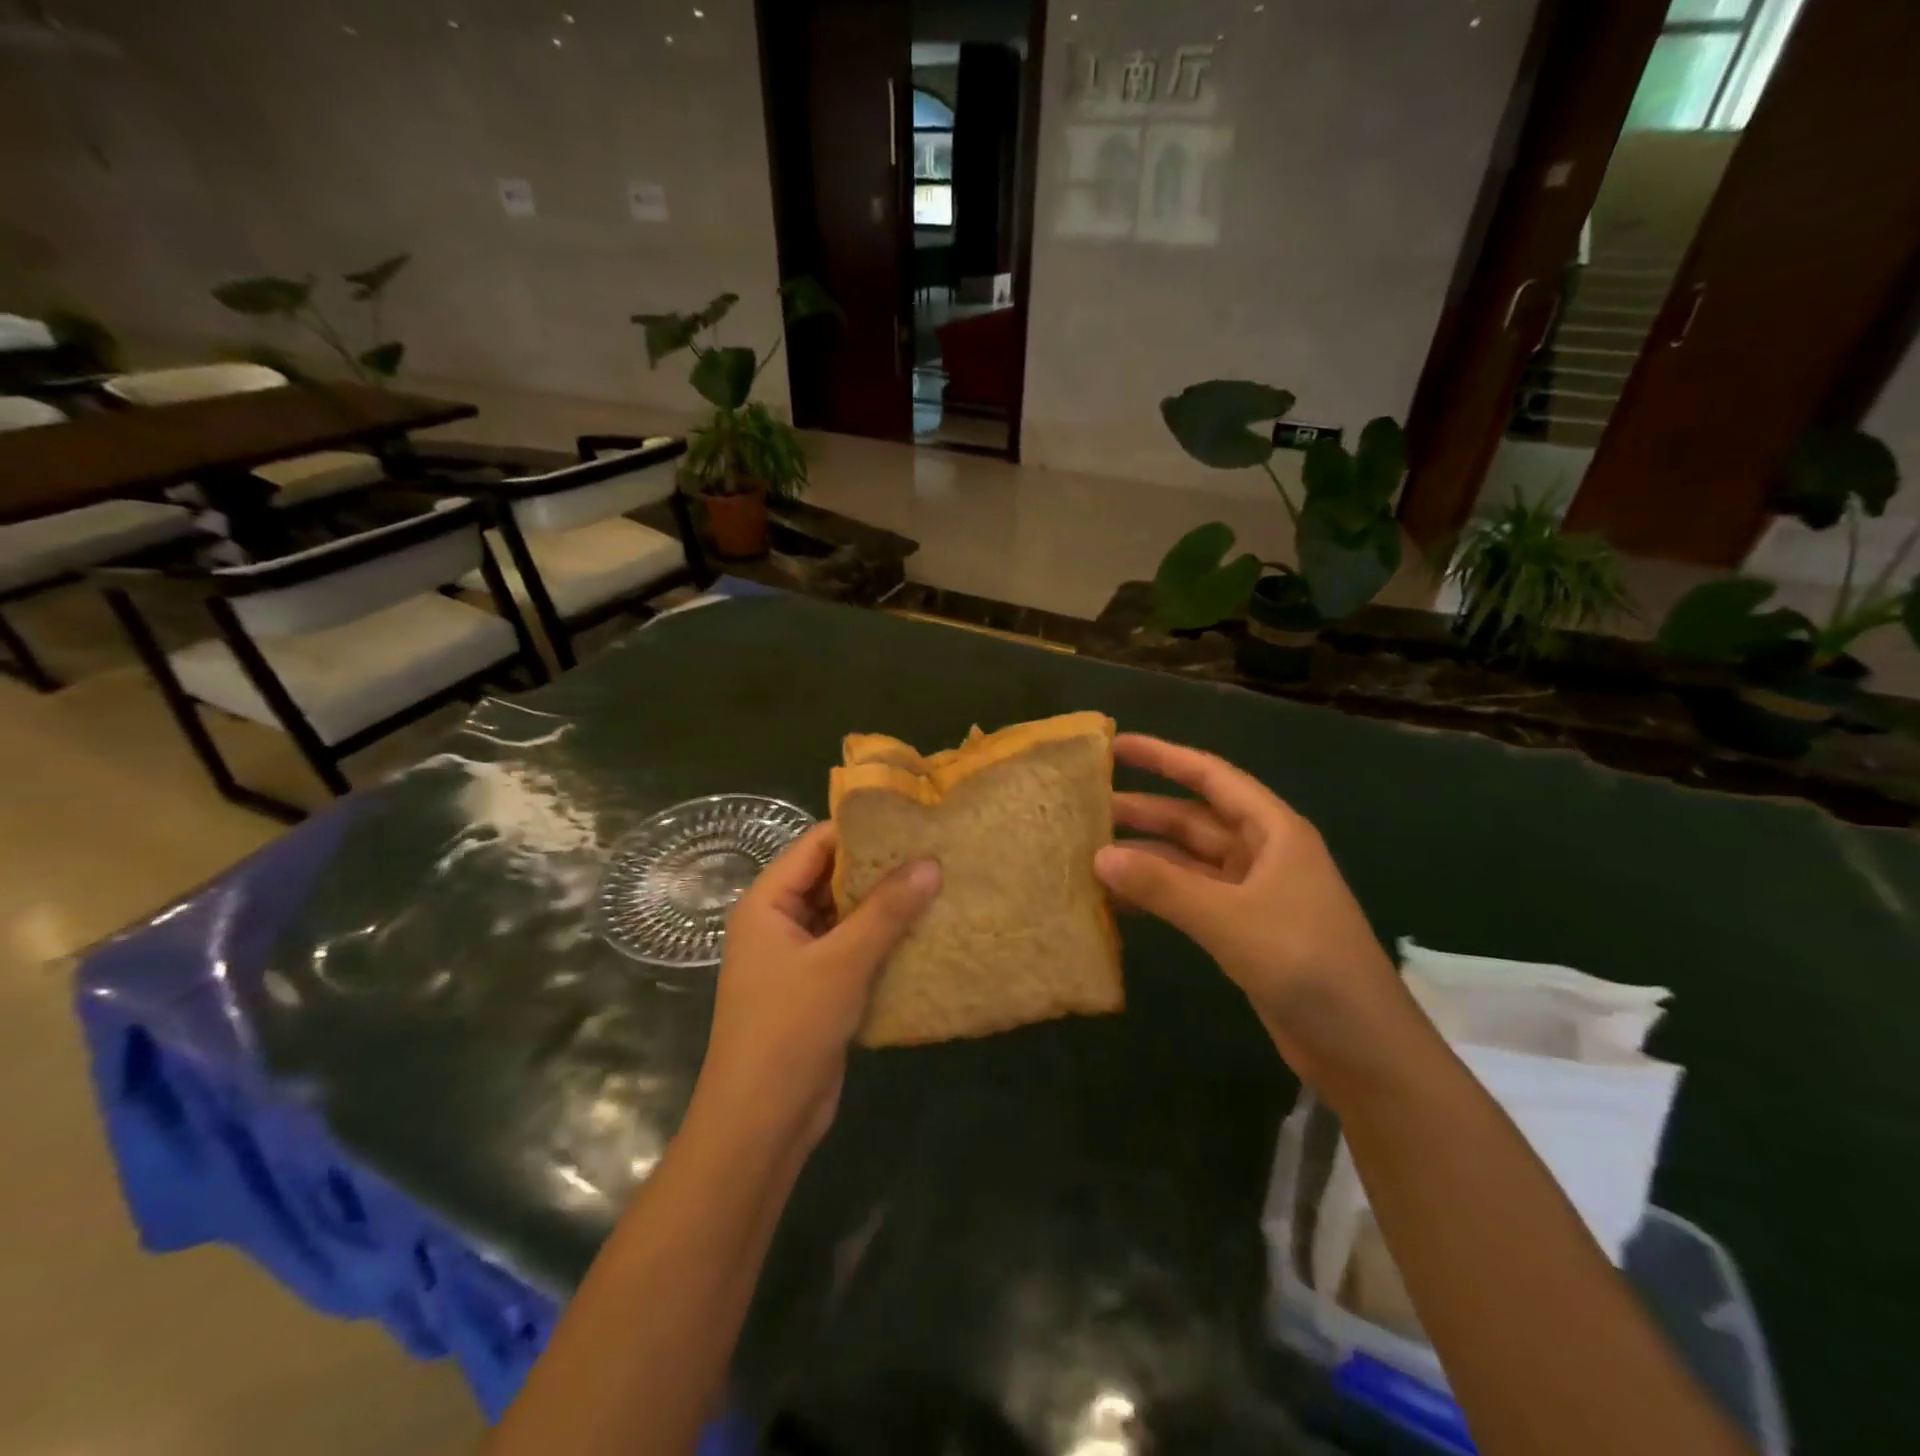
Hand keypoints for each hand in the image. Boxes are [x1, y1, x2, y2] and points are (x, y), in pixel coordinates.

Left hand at [691, 823, 939, 1151]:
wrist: (761, 1123)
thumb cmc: (790, 1029)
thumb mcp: (842, 962)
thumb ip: (887, 910)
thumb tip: (931, 862)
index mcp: (767, 903)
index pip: (816, 845)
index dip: (861, 831)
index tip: (913, 821)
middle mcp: (779, 922)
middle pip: (833, 879)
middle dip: (881, 869)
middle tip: (936, 853)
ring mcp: (799, 957)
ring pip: (847, 916)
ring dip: (886, 907)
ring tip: (939, 886)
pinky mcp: (818, 988)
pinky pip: (853, 950)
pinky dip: (883, 941)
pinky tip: (925, 934)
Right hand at [1094, 734, 1412, 1097]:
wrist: (1362, 1048)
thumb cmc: (1306, 964)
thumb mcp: (1230, 919)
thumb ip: (1163, 886)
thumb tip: (1099, 855)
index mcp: (1272, 831)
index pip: (1210, 777)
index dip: (1163, 757)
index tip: (1115, 745)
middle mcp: (1261, 853)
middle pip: (1193, 819)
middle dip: (1143, 809)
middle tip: (1085, 806)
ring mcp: (1252, 893)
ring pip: (1188, 860)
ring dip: (1145, 855)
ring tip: (1089, 851)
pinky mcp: (1243, 930)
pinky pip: (1190, 898)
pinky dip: (1157, 895)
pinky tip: (1118, 900)